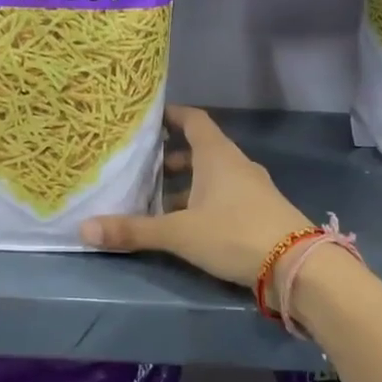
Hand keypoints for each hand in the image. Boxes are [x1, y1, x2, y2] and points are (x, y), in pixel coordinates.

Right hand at [80, 105, 310, 287]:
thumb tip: (84, 230)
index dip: (172, 115)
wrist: (297, 266)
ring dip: (188, 184)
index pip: (194, 120)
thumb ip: (134, 231)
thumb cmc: (234, 233)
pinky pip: (225, 197)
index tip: (149, 118)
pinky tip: (187, 224)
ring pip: (213, 177)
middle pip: (201, 150)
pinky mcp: (260, 212)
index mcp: (218, 155)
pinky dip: (204, 202)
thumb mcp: (179, 233)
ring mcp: (253, 189)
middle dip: (173, 157)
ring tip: (157, 200)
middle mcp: (236, 165)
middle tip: (143, 167)